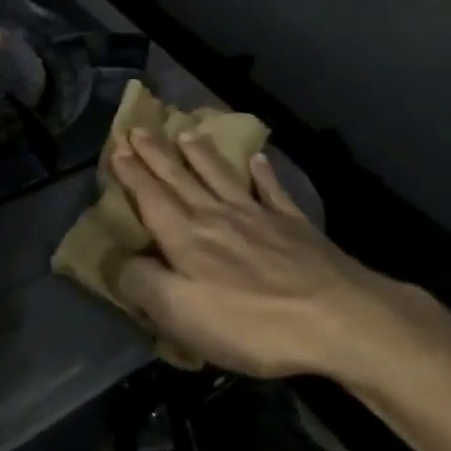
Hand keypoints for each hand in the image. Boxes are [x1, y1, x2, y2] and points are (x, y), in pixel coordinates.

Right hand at [110, 128, 397, 378]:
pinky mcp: (293, 226)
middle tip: (139, 128)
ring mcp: (258, 216)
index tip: (117, 147)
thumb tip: (115, 260)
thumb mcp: (181, 313)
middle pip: (181, 178)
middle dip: (157, 154)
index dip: (131, 173)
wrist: (335, 317)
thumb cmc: (250, 322)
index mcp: (186, 237)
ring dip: (201, 154)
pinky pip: (272, 191)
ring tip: (187, 133)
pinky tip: (258, 159)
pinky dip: (263, 173)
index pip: (151, 197)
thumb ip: (142, 283)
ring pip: (221, 176)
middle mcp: (217, 216)